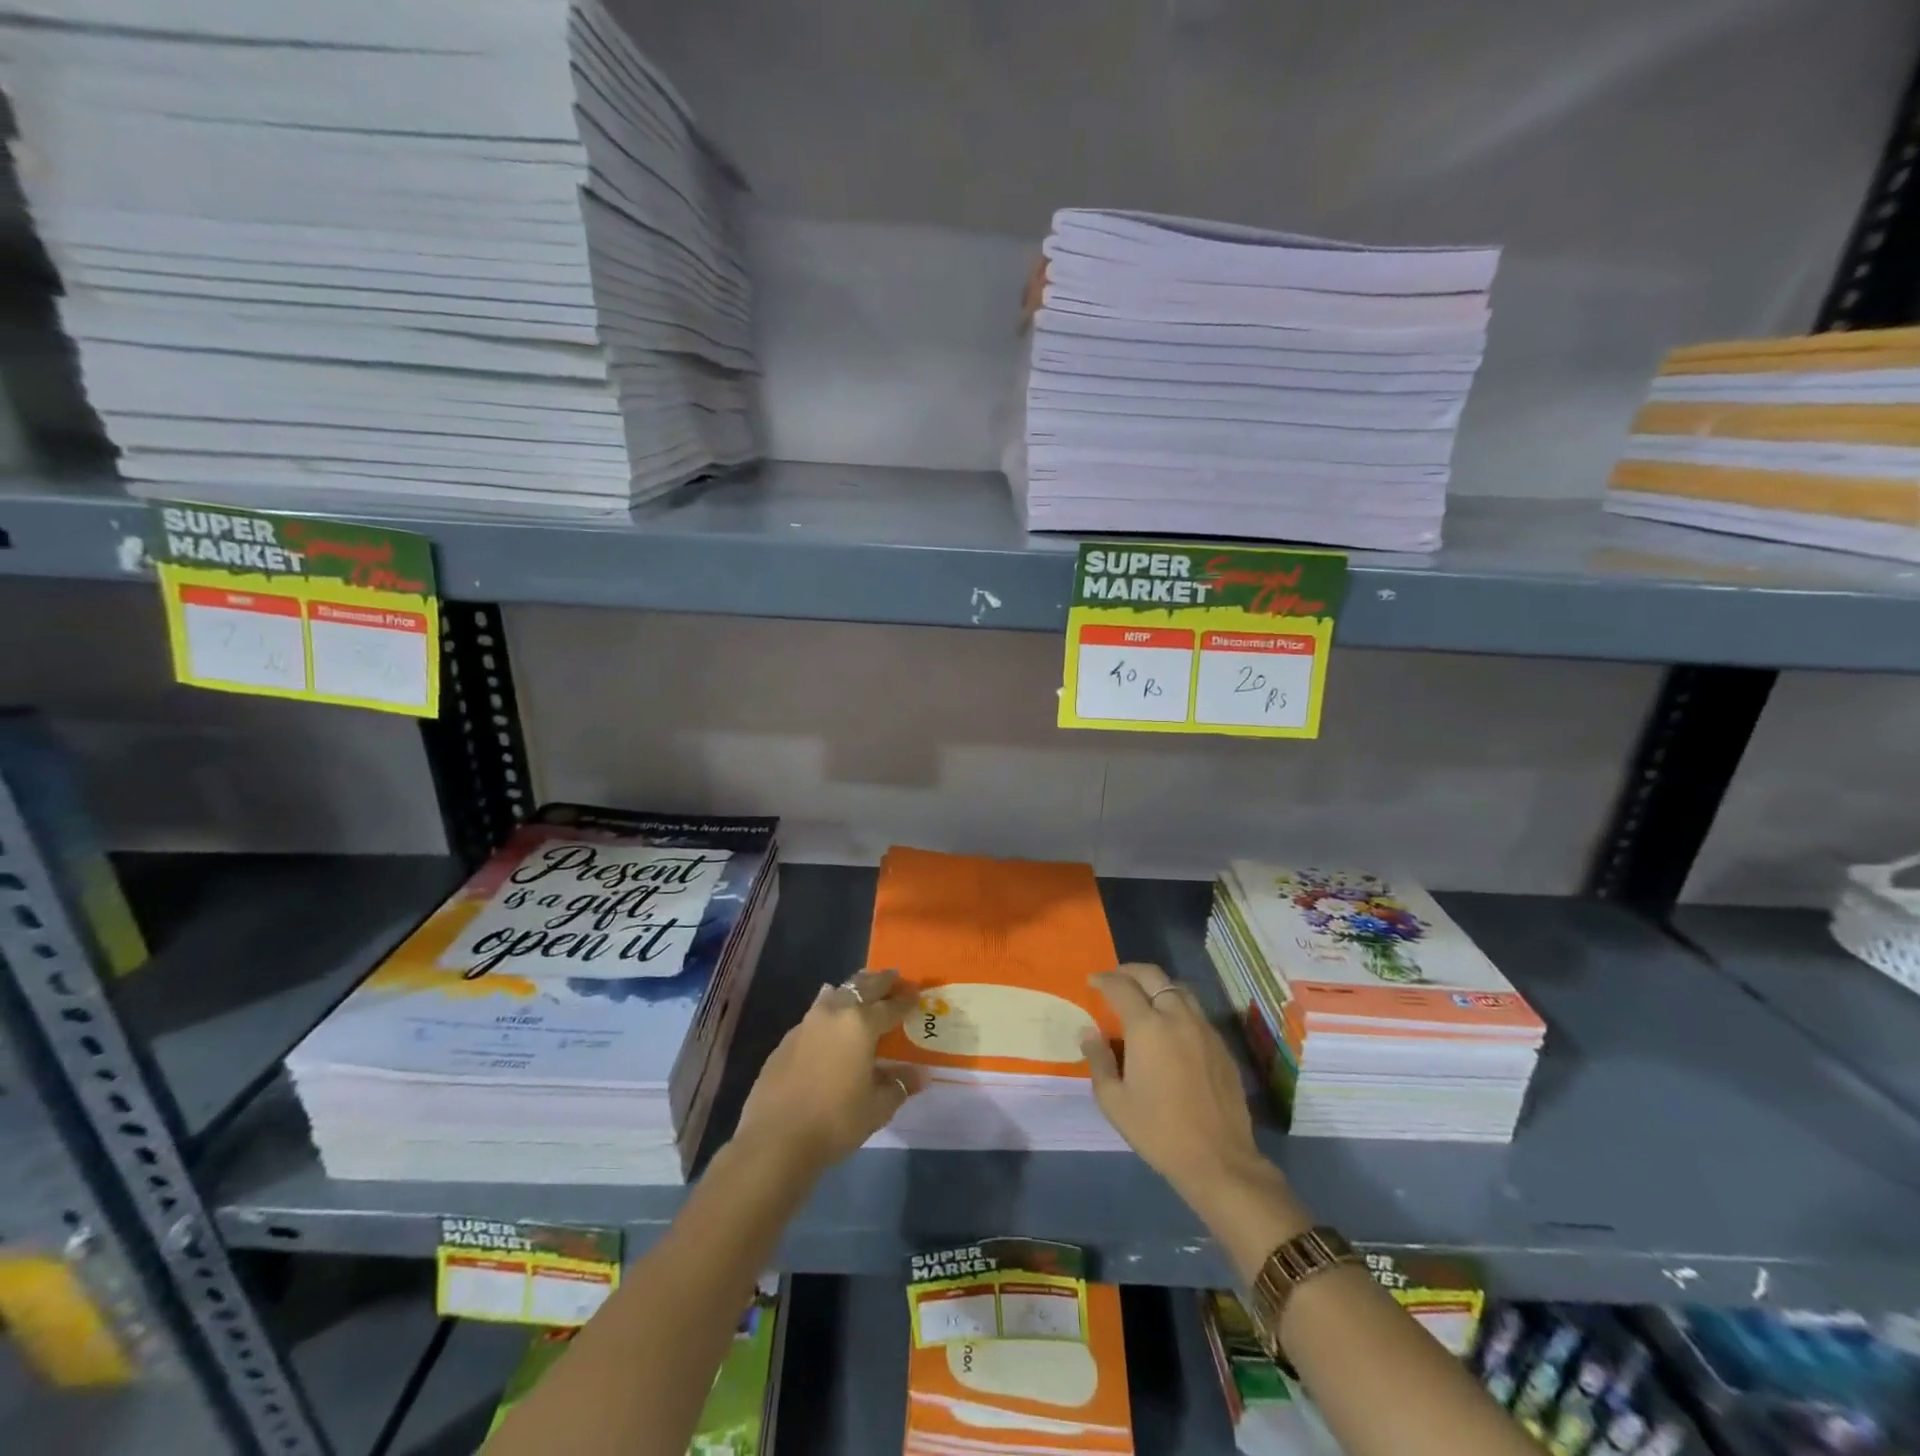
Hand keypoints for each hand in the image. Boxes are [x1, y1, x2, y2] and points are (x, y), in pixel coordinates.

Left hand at [733, 968, 925, 1176]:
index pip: (891, 1005)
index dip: (906, 1000)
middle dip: (882, 982)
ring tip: (864, 993)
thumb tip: (919, 1074)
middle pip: (863, 986)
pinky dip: (831, 1009)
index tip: (916, 993)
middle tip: (895, 980)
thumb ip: (899, 1084)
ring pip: (837, 993)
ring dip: (854, 989)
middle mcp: (835, 1013)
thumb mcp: (877, 1107)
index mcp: (862, 1024)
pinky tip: (832, 1023)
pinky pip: (816, 1012)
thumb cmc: (834, 1121)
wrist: (774, 1139)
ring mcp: (807, 1022)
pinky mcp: (787, 1038)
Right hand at [1082, 963, 1265, 1200]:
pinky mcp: (1222, 1046)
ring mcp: (1204, 1029)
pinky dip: (1177, 1007)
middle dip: (1130, 971)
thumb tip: (1089, 1033)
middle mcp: (1177, 1017)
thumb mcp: (1114, 1101)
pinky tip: (1170, 1028)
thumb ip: (1099, 1060)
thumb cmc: (1158, 1130)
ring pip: (1179, 989)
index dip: (1104, 980)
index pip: (1121, 987)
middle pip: (1154, 976)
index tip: (1092, 982)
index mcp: (1148, 1027)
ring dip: (1157, 985)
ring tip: (1144, 997)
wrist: (1218, 1160)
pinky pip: (1196, 1012)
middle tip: (1116, 979)